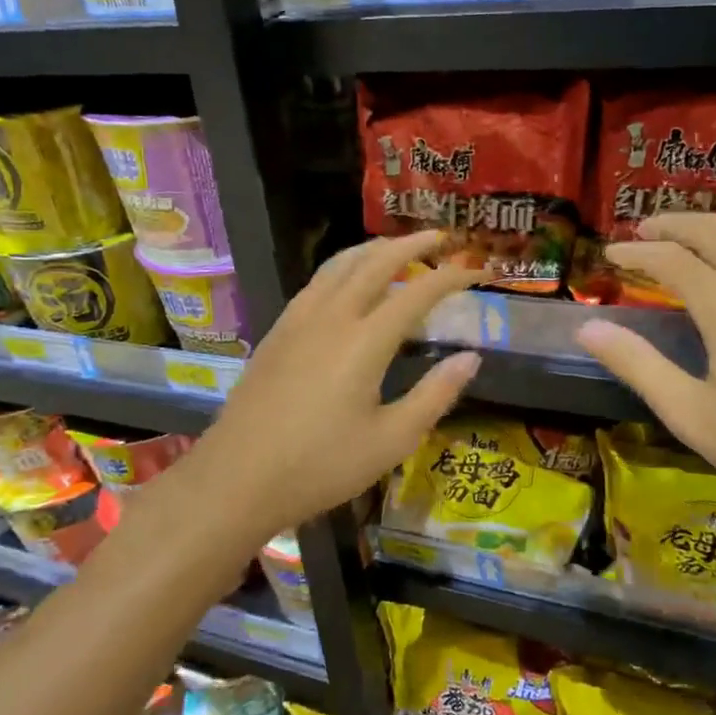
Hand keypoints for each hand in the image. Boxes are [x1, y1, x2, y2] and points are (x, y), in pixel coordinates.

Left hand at [176, 231, 482, 539]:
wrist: (237, 477)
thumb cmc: (320, 466)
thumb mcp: (391, 440)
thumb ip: (435, 394)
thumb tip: (471, 358)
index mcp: (365, 341)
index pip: (417, 292)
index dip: (451, 277)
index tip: (478, 269)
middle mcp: (332, 316)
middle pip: (376, 262)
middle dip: (412, 244)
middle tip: (441, 237)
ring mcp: (299, 319)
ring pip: (340, 264)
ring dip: (374, 249)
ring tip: (397, 246)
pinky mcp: (278, 330)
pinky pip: (318, 281)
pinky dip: (344, 265)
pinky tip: (347, 279)